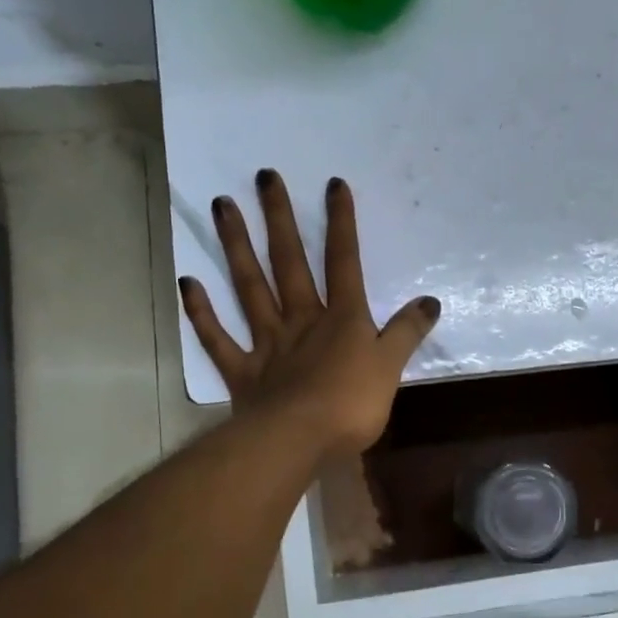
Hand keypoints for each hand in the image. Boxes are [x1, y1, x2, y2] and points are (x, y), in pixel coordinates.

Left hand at [180, 170, 440, 456]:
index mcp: (341, 319)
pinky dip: (202, 312)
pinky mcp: (242, 372)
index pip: (343, 262)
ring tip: (223, 207)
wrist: (299, 441)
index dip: (341, 223)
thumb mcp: (391, 367)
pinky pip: (218, 338)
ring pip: (250, 287)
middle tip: (263, 177)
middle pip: (289, 262)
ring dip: (236, 247)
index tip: (332, 184)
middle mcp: (301, 320)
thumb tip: (430, 301)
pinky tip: (187, 283)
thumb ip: (407, 332)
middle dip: (279, 218)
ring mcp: (267, 343)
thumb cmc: (351, 405)